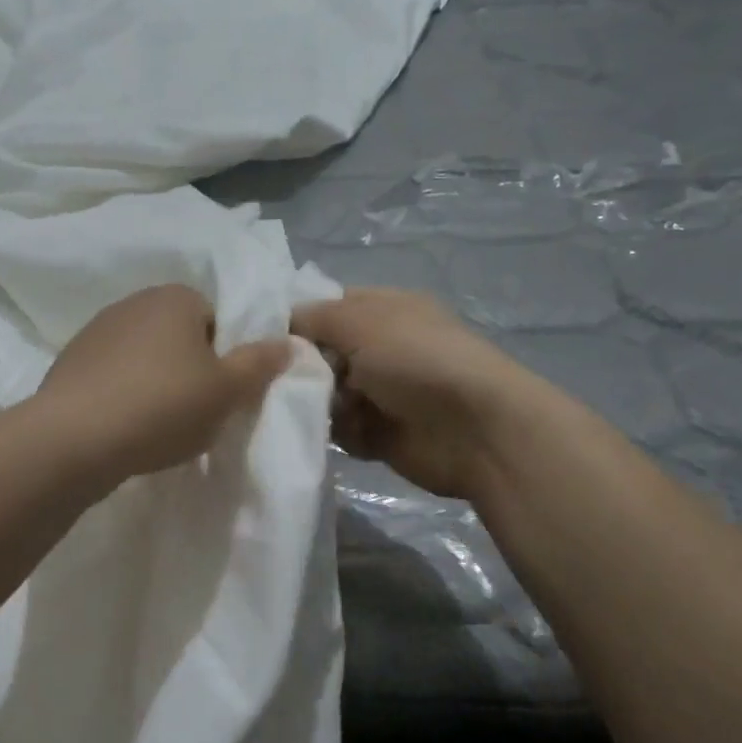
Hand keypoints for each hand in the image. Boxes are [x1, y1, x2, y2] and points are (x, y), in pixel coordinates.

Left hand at [39, 284, 292, 479]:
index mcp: (175, 297)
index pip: (217, 318)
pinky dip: (124, 393)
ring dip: (156, 381)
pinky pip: (113, 374)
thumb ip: (260, 363)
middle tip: (197, 410)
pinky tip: (126, 426)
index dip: (226, 355)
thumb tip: (287, 341)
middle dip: (191, 368)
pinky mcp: (71, 361)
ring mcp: (96, 330)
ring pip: (145, 355)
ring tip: (159, 424)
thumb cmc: (162, 406)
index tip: (223, 391)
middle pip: (180, 335)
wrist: (73, 439)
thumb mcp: (227, 391)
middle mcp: (134, 301)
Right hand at [292, 288, 562, 499]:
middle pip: (322, 354)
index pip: (328, 307)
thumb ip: (313, 318)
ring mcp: (383, 393)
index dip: (297, 320)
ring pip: (328, 395)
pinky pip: (343, 431)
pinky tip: (346, 432)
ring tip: (318, 408)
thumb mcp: (360, 321)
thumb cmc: (417, 360)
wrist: (476, 430)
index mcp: (384, 310)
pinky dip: (340, 433)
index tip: (265, 338)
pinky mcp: (383, 434)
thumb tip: (282, 324)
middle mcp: (382, 348)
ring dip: (319, 403)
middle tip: (286, 379)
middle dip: (303, 367)